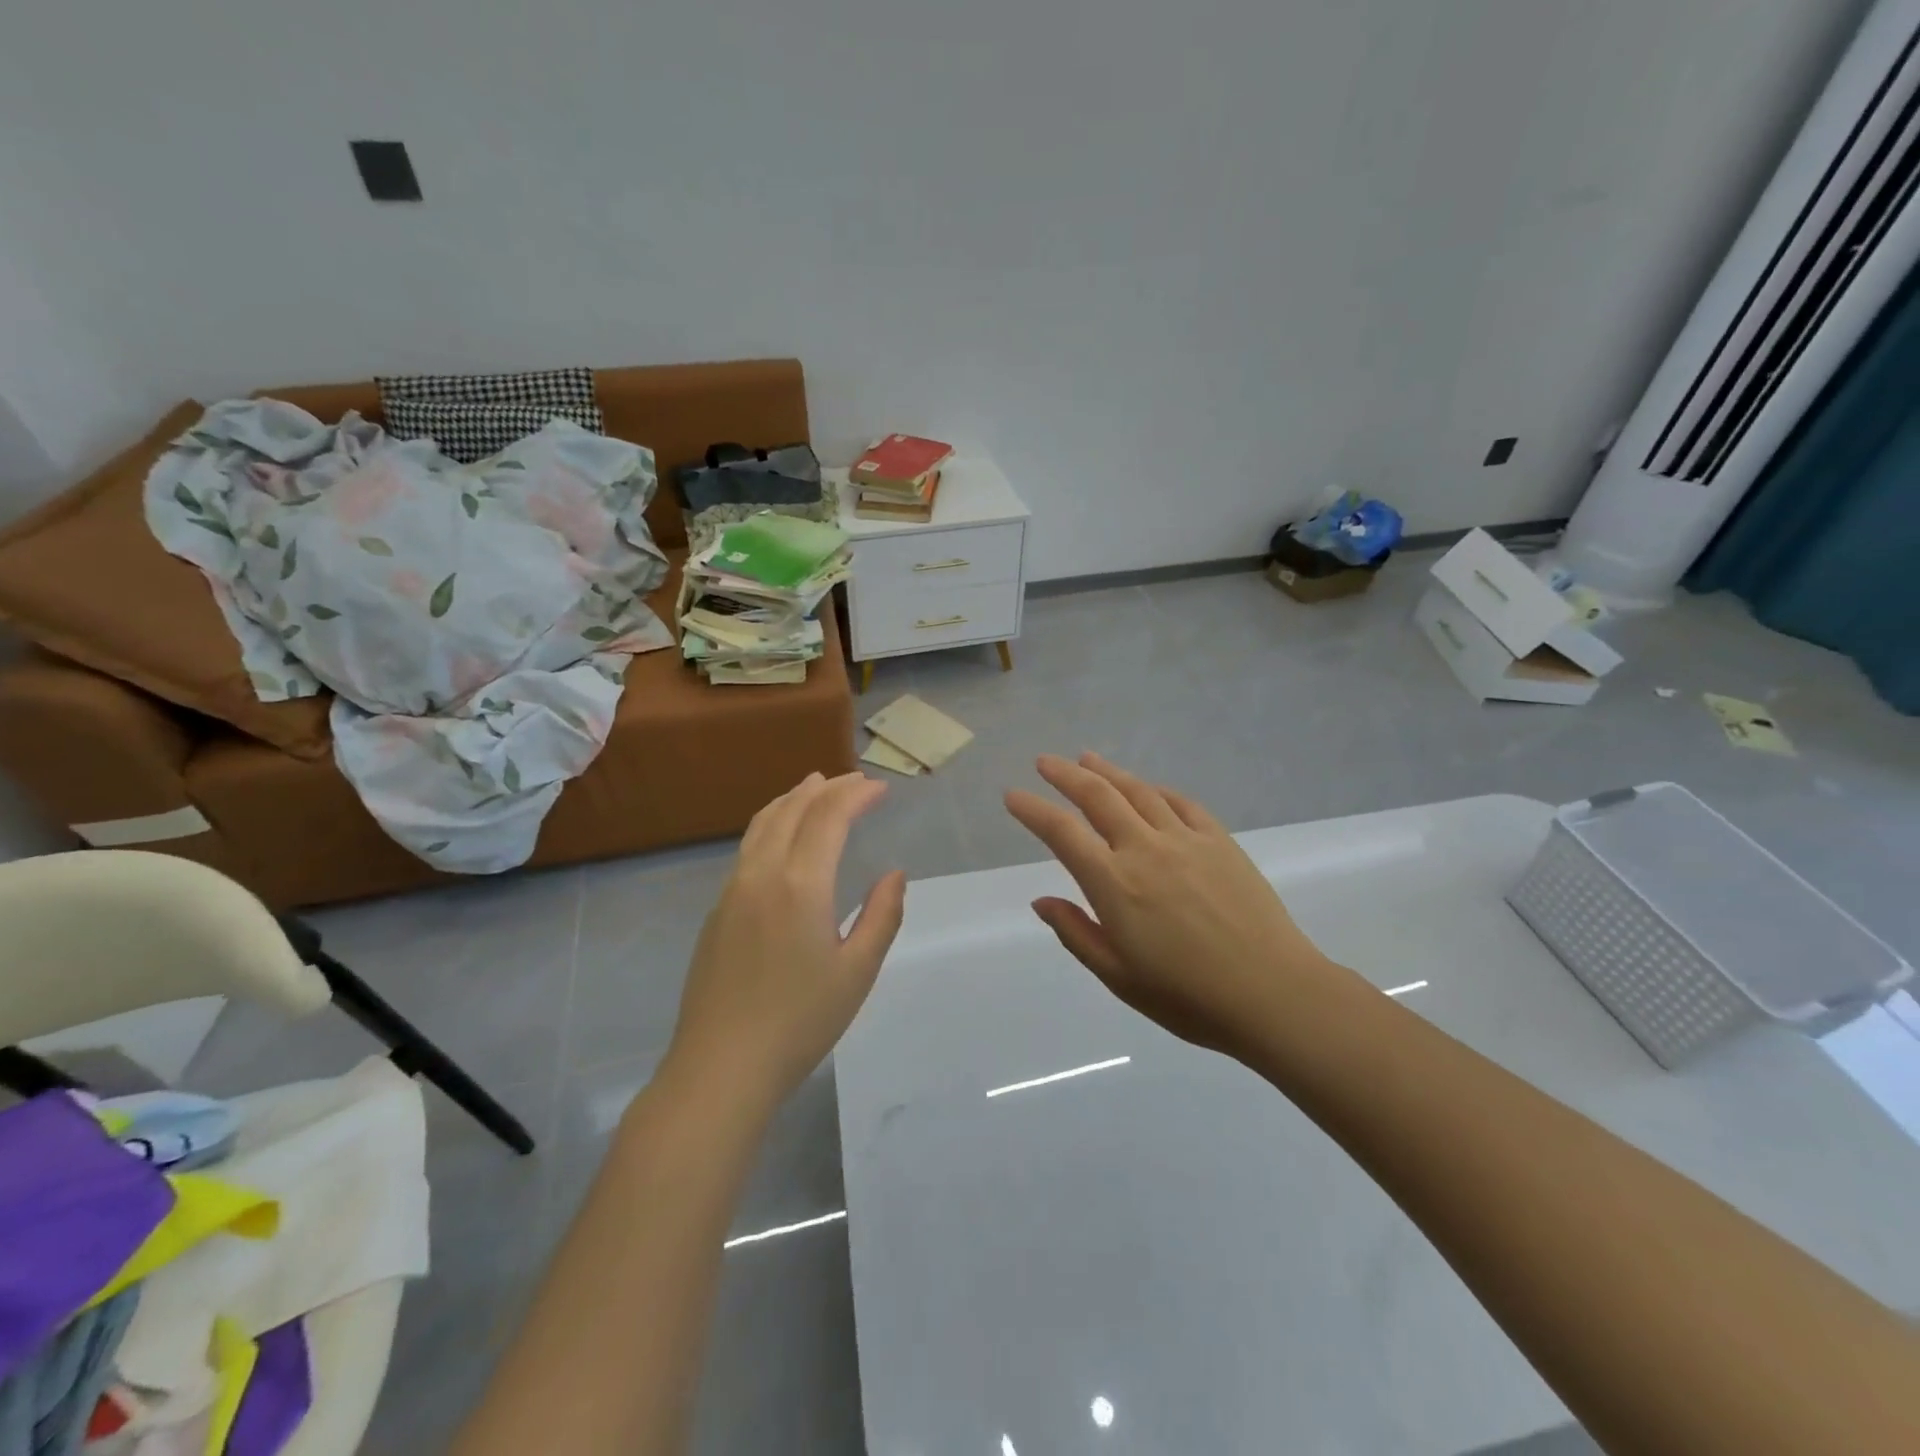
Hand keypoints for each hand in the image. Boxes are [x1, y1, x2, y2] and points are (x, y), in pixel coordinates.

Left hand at [664, 772, 905, 1120]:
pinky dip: (772, 822)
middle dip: (827, 787)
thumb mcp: (857, 972)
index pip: (829, 816)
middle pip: (794, 809)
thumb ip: (881, 916)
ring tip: (814, 786)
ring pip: (763, 823)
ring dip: (793, 798)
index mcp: (801, 884)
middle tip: (855, 780)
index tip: (880, 788)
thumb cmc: (800, 1021)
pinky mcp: (717, 910)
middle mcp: (762, 873)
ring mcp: (733, 889)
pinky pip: (748, 846)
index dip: (856, 794)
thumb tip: (894, 874)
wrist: (721, 1067)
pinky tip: (782, 835)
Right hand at [1005, 753, 1359, 1061]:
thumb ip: (1076, 933)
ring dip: (1108, 771)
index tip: (1013, 795)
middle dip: (1065, 775)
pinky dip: (1156, 790)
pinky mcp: (1220, 842)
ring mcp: (1186, 840)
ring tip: (1087, 758)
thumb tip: (1040, 901)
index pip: (1062, 833)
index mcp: (1114, 883)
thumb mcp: (1118, 976)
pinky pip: (1182, 803)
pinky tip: (1148, 788)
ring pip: (1138, 792)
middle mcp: (1145, 849)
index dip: (1033, 810)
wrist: (1273, 994)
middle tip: (1044, 762)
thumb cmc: (1187, 997)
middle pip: (1098, 797)